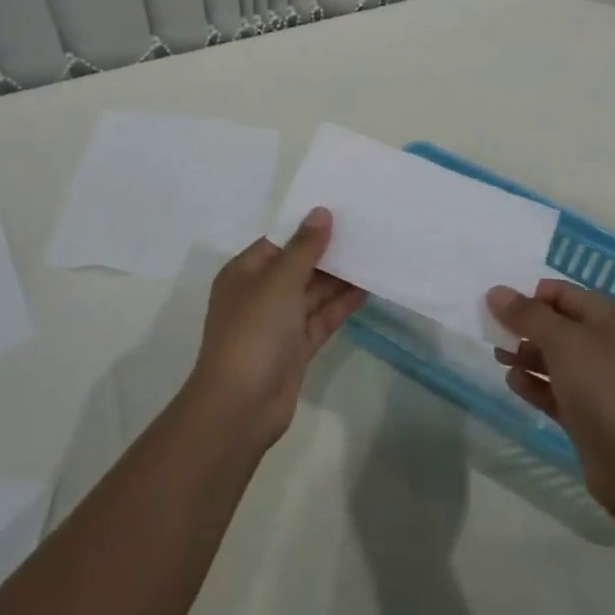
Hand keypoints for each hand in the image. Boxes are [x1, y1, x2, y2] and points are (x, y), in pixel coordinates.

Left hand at [186, 208, 365, 448]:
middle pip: (298, 265)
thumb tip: (320, 212)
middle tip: (365, 229)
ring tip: (372, 254)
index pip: (279, 241)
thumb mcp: (279, 281)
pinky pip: (321, 318)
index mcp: (245, 272)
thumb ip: (304, 247)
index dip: (307, 226)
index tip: (341, 209)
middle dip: (328, 251)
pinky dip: (341, 304)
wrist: (241, 405)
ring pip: (313, 292)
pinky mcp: (296, 347)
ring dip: (339, 277)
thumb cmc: (254, 331)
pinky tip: (367, 288)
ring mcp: (279, 322)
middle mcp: (260, 294)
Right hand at [488, 278, 614, 516]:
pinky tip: (513, 383)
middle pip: (556, 326)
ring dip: (525, 356)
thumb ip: (527, 314)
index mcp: (607, 319)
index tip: (498, 306)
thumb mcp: (562, 341)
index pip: (562, 293)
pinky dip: (534, 385)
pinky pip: (555, 391)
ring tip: (498, 358)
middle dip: (523, 327)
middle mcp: (604, 346)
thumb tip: (496, 291)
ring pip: (554, 359)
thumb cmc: (604, 387)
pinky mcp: (588, 416)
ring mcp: (598, 383)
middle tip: (492, 333)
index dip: (529, 295)